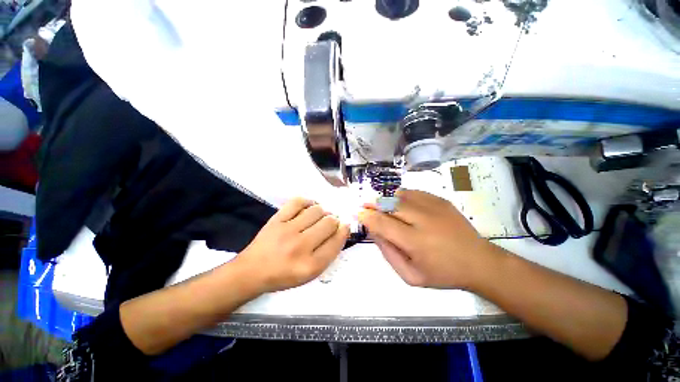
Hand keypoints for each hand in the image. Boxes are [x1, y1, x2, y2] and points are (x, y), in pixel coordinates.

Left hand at [236, 198, 349, 292]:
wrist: (252, 271)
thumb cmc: (284, 275)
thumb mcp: (310, 273)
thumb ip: (327, 253)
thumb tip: (340, 229)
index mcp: (311, 265)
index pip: (336, 242)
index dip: (344, 231)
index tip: (344, 226)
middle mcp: (301, 247)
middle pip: (329, 223)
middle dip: (334, 221)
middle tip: (329, 223)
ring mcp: (287, 231)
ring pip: (316, 211)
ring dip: (322, 212)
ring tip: (318, 217)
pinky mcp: (276, 220)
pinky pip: (297, 202)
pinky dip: (307, 202)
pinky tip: (308, 207)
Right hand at [359, 189, 496, 289]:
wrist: (478, 262)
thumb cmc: (442, 273)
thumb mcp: (410, 275)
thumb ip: (388, 253)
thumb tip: (374, 231)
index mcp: (416, 242)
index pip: (383, 223)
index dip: (367, 216)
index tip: (358, 213)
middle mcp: (424, 220)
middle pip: (390, 205)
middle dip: (373, 204)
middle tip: (365, 205)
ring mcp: (434, 207)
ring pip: (400, 196)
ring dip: (386, 199)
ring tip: (381, 205)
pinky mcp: (441, 200)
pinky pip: (413, 193)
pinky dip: (401, 196)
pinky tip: (399, 203)